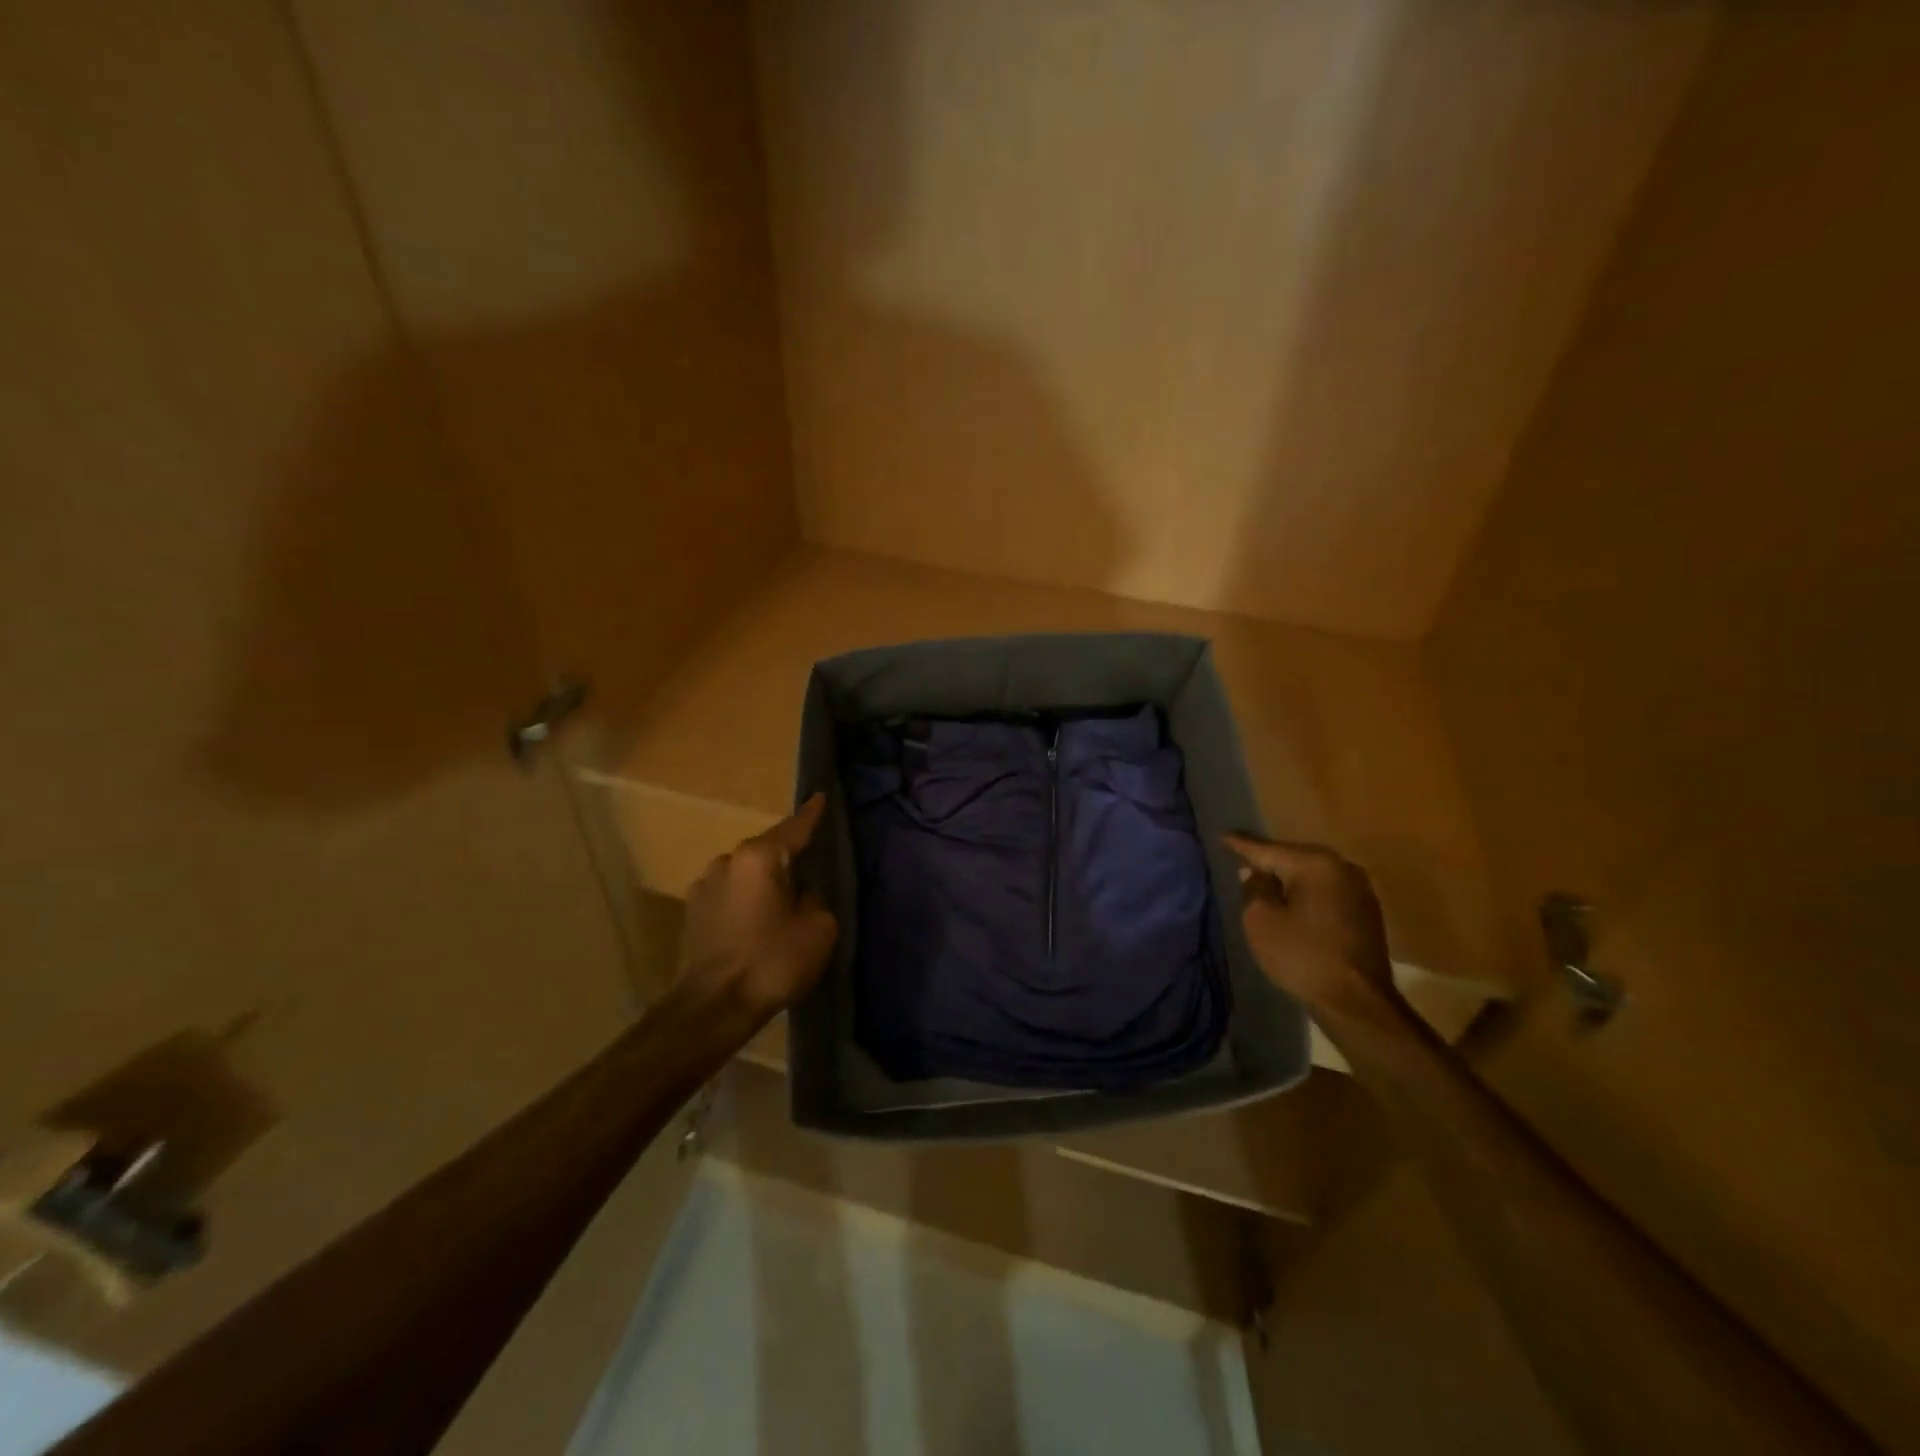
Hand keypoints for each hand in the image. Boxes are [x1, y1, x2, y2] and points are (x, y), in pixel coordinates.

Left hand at [677, 794, 838, 1025]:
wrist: (711, 1008)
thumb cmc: (770, 962)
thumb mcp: (817, 929)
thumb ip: (814, 900)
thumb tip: (801, 896)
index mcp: (759, 857)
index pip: (794, 827)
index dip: (811, 814)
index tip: (821, 797)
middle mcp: (727, 861)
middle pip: (767, 850)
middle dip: (787, 857)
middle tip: (809, 870)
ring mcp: (704, 886)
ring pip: (745, 873)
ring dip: (762, 882)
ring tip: (780, 904)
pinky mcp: (692, 912)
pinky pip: (729, 895)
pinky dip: (745, 901)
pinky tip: (755, 923)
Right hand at [1222, 834, 1399, 1017]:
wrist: (1357, 1003)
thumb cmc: (1302, 956)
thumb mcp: (1261, 920)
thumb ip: (1254, 888)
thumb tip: (1255, 873)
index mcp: (1315, 864)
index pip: (1268, 849)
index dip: (1241, 844)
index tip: (1222, 835)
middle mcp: (1342, 867)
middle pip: (1293, 857)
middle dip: (1268, 860)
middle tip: (1241, 858)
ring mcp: (1360, 889)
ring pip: (1312, 875)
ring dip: (1289, 879)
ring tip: (1264, 880)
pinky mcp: (1366, 912)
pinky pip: (1326, 892)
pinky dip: (1306, 894)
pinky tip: (1293, 902)